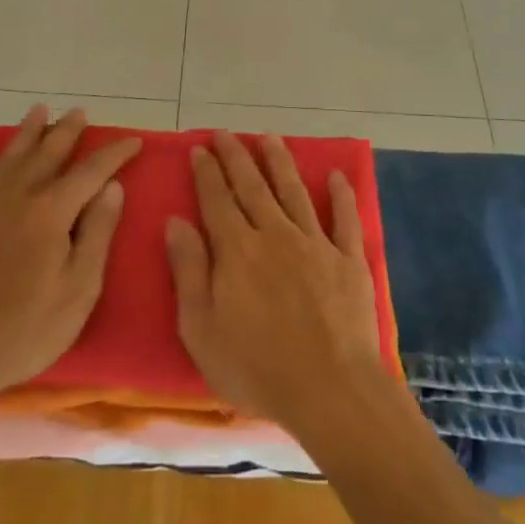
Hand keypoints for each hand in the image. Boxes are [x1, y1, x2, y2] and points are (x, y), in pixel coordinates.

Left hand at [0, 105, 140, 406]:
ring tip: (39, 110)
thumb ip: (97, 233)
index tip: (133, 140)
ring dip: (26, 133)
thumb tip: (113, 187)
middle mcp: (16, 198)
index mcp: (51, 213)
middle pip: (47, 155)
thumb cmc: (25, 330)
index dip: (114, 154)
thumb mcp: (79, 289)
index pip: (90, 172)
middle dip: (67, 131)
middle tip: (80, 112)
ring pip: (7, 159)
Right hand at [164, 132, 385, 435]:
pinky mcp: (349, 259)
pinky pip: (345, 218)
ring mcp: (315, 243)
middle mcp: (275, 234)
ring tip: (270, 138)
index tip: (200, 147)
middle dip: (237, 157)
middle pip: (252, 186)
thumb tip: (176, 221)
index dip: (207, 172)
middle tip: (227, 133)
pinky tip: (336, 175)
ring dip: (280, 162)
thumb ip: (189, 271)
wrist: (330, 389)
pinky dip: (341, 195)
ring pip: (294, 191)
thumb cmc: (256, 368)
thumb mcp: (202, 329)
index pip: (216, 200)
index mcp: (237, 250)